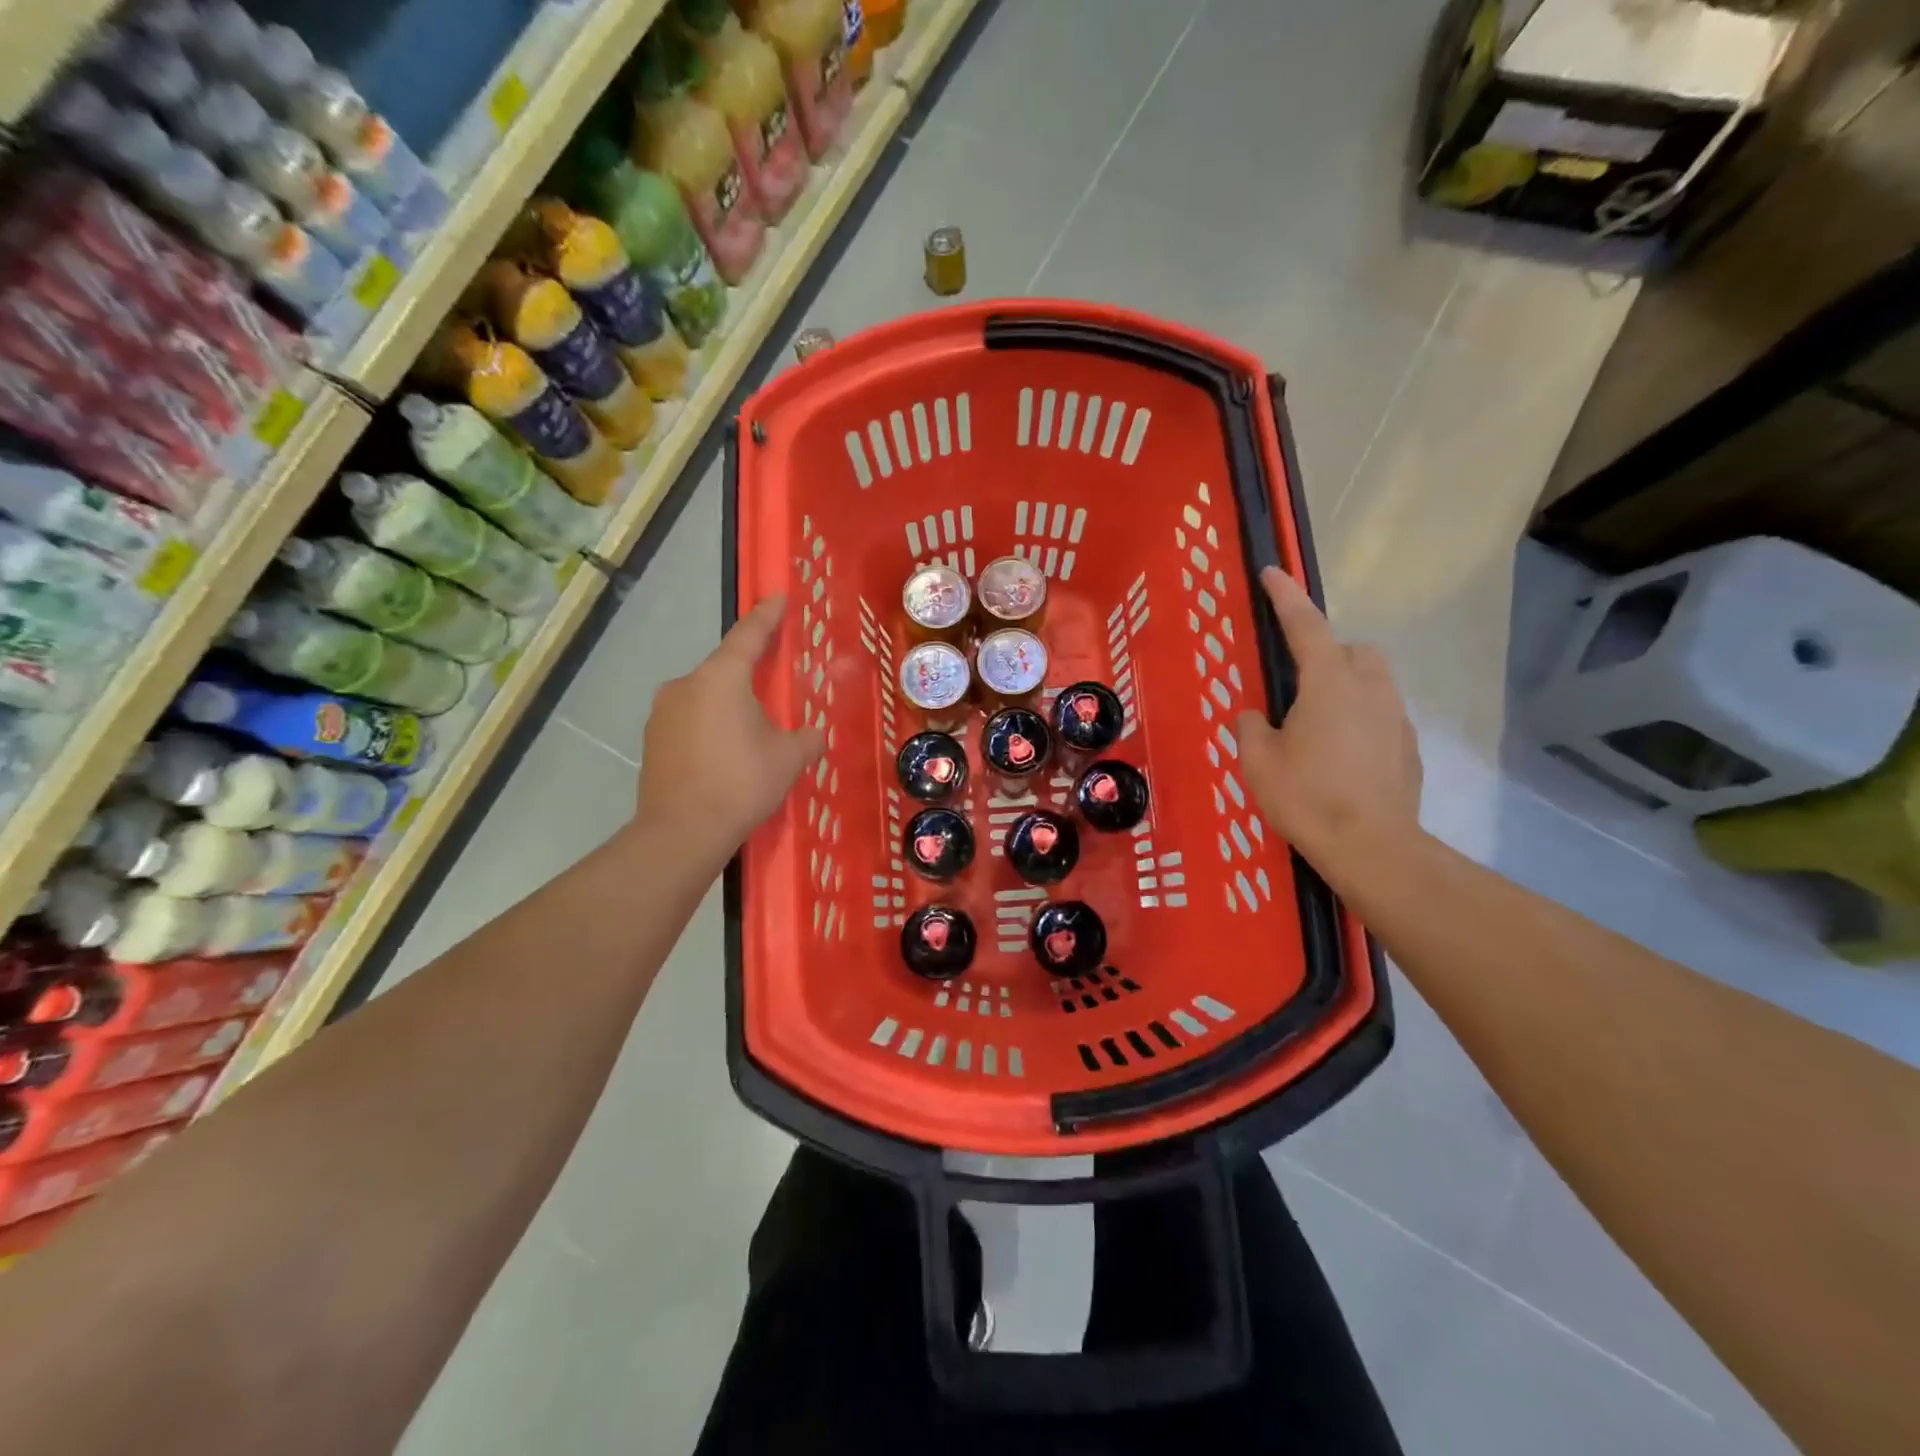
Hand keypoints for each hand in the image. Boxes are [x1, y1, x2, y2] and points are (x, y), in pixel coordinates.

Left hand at [636, 595, 824, 865]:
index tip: (778, 598)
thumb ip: (808, 738)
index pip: (749, 635)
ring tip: (750, 732)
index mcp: (721, 678)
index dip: (767, 616)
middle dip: (749, 674)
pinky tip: (724, 753)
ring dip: (729, 704)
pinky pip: (690, 719)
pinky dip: (710, 726)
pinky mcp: (652, 739)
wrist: (681, 831)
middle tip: (774, 685)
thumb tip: (815, 734)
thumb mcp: (789, 759)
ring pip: (705, 696)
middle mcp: (686, 684)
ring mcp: (663, 711)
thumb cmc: (741, 784)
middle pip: (725, 668)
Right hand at [1236, 566, 1421, 880]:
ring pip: (1373, 680)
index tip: (1272, 572)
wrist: (1372, 847)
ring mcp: (1396, 717)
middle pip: (1353, 649)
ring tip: (1318, 721)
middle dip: (1328, 651)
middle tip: (1298, 681)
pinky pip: (1382, 714)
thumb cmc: (1307, 797)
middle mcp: (1370, 689)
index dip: (1285, 596)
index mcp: (1328, 683)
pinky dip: (1361, 719)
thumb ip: (1251, 728)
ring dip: (1346, 684)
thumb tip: (1254, 716)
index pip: (1305, 626)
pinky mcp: (1408, 747)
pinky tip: (1341, 754)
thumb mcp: (1258, 761)